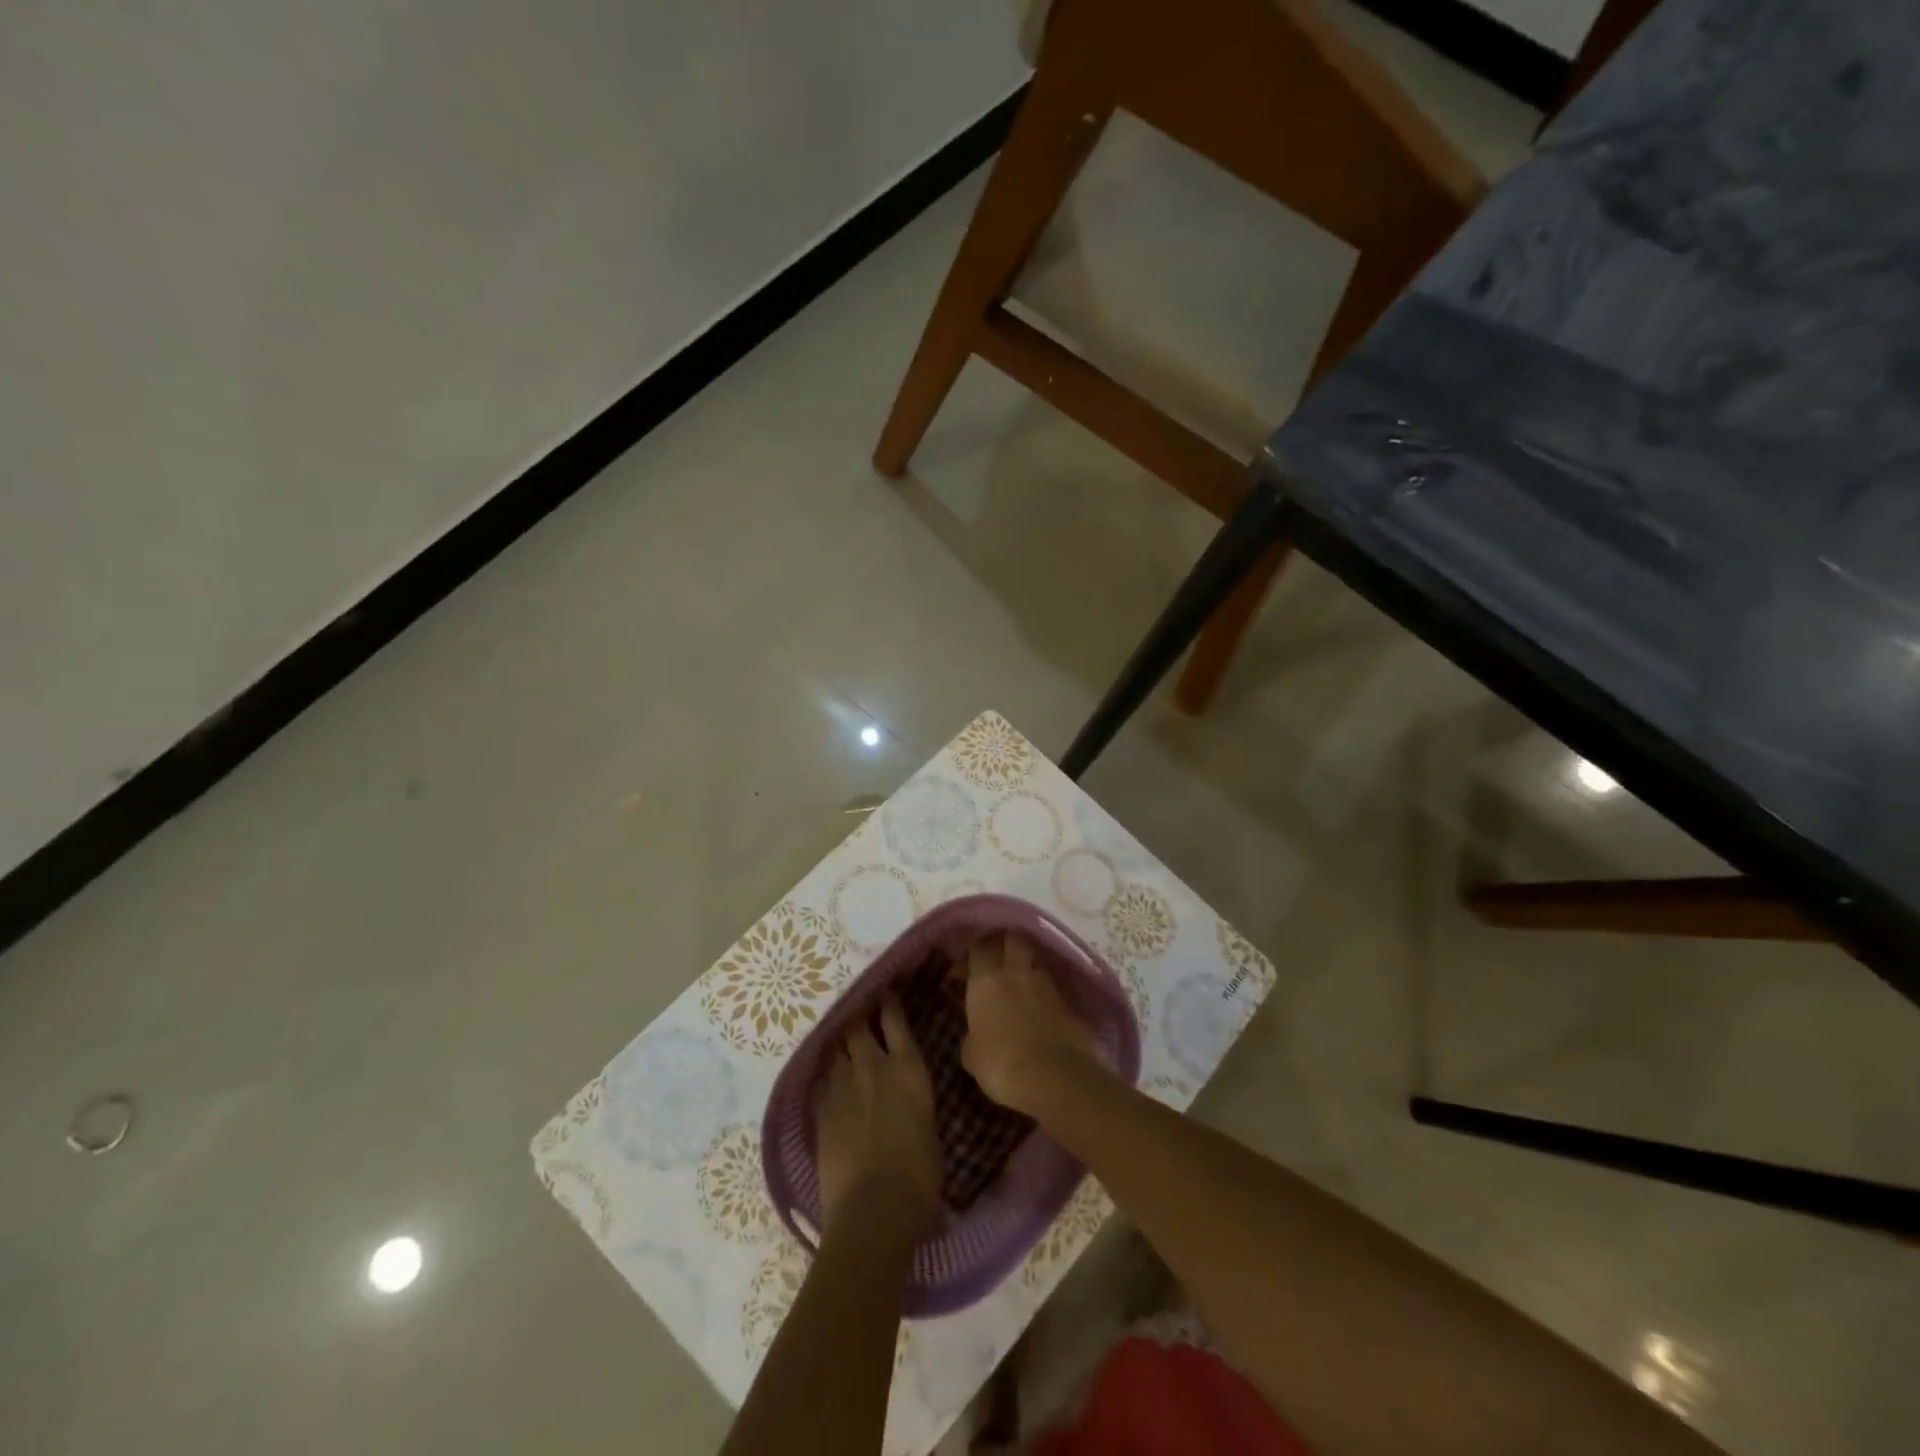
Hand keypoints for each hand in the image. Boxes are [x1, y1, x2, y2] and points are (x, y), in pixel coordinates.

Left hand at [814, 997, 941, 1233]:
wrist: (875, 1206)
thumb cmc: (920, 1172)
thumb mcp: (927, 1125)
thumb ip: (912, 1100)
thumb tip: (906, 1100)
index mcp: (908, 1067)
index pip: (894, 1020)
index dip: (888, 1004)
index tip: (884, 995)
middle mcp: (873, 1066)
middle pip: (857, 1027)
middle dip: (857, 1021)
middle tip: (859, 1020)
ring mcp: (843, 1086)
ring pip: (837, 1052)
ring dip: (842, 1049)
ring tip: (843, 1050)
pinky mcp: (821, 1110)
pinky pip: (824, 1082)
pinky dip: (829, 1079)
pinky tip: (831, 1086)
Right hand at [961, 933, 1100, 1114]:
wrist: (1054, 1077)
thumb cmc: (1001, 1063)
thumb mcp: (971, 1054)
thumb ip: (971, 1033)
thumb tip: (975, 1032)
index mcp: (986, 979)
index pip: (979, 947)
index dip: (972, 953)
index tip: (965, 969)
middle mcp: (1016, 972)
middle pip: (1011, 939)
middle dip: (1003, 944)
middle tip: (995, 960)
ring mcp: (1045, 984)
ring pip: (1034, 960)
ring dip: (1025, 967)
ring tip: (1018, 984)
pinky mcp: (1066, 1001)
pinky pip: (1050, 986)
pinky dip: (1042, 990)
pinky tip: (1037, 1007)